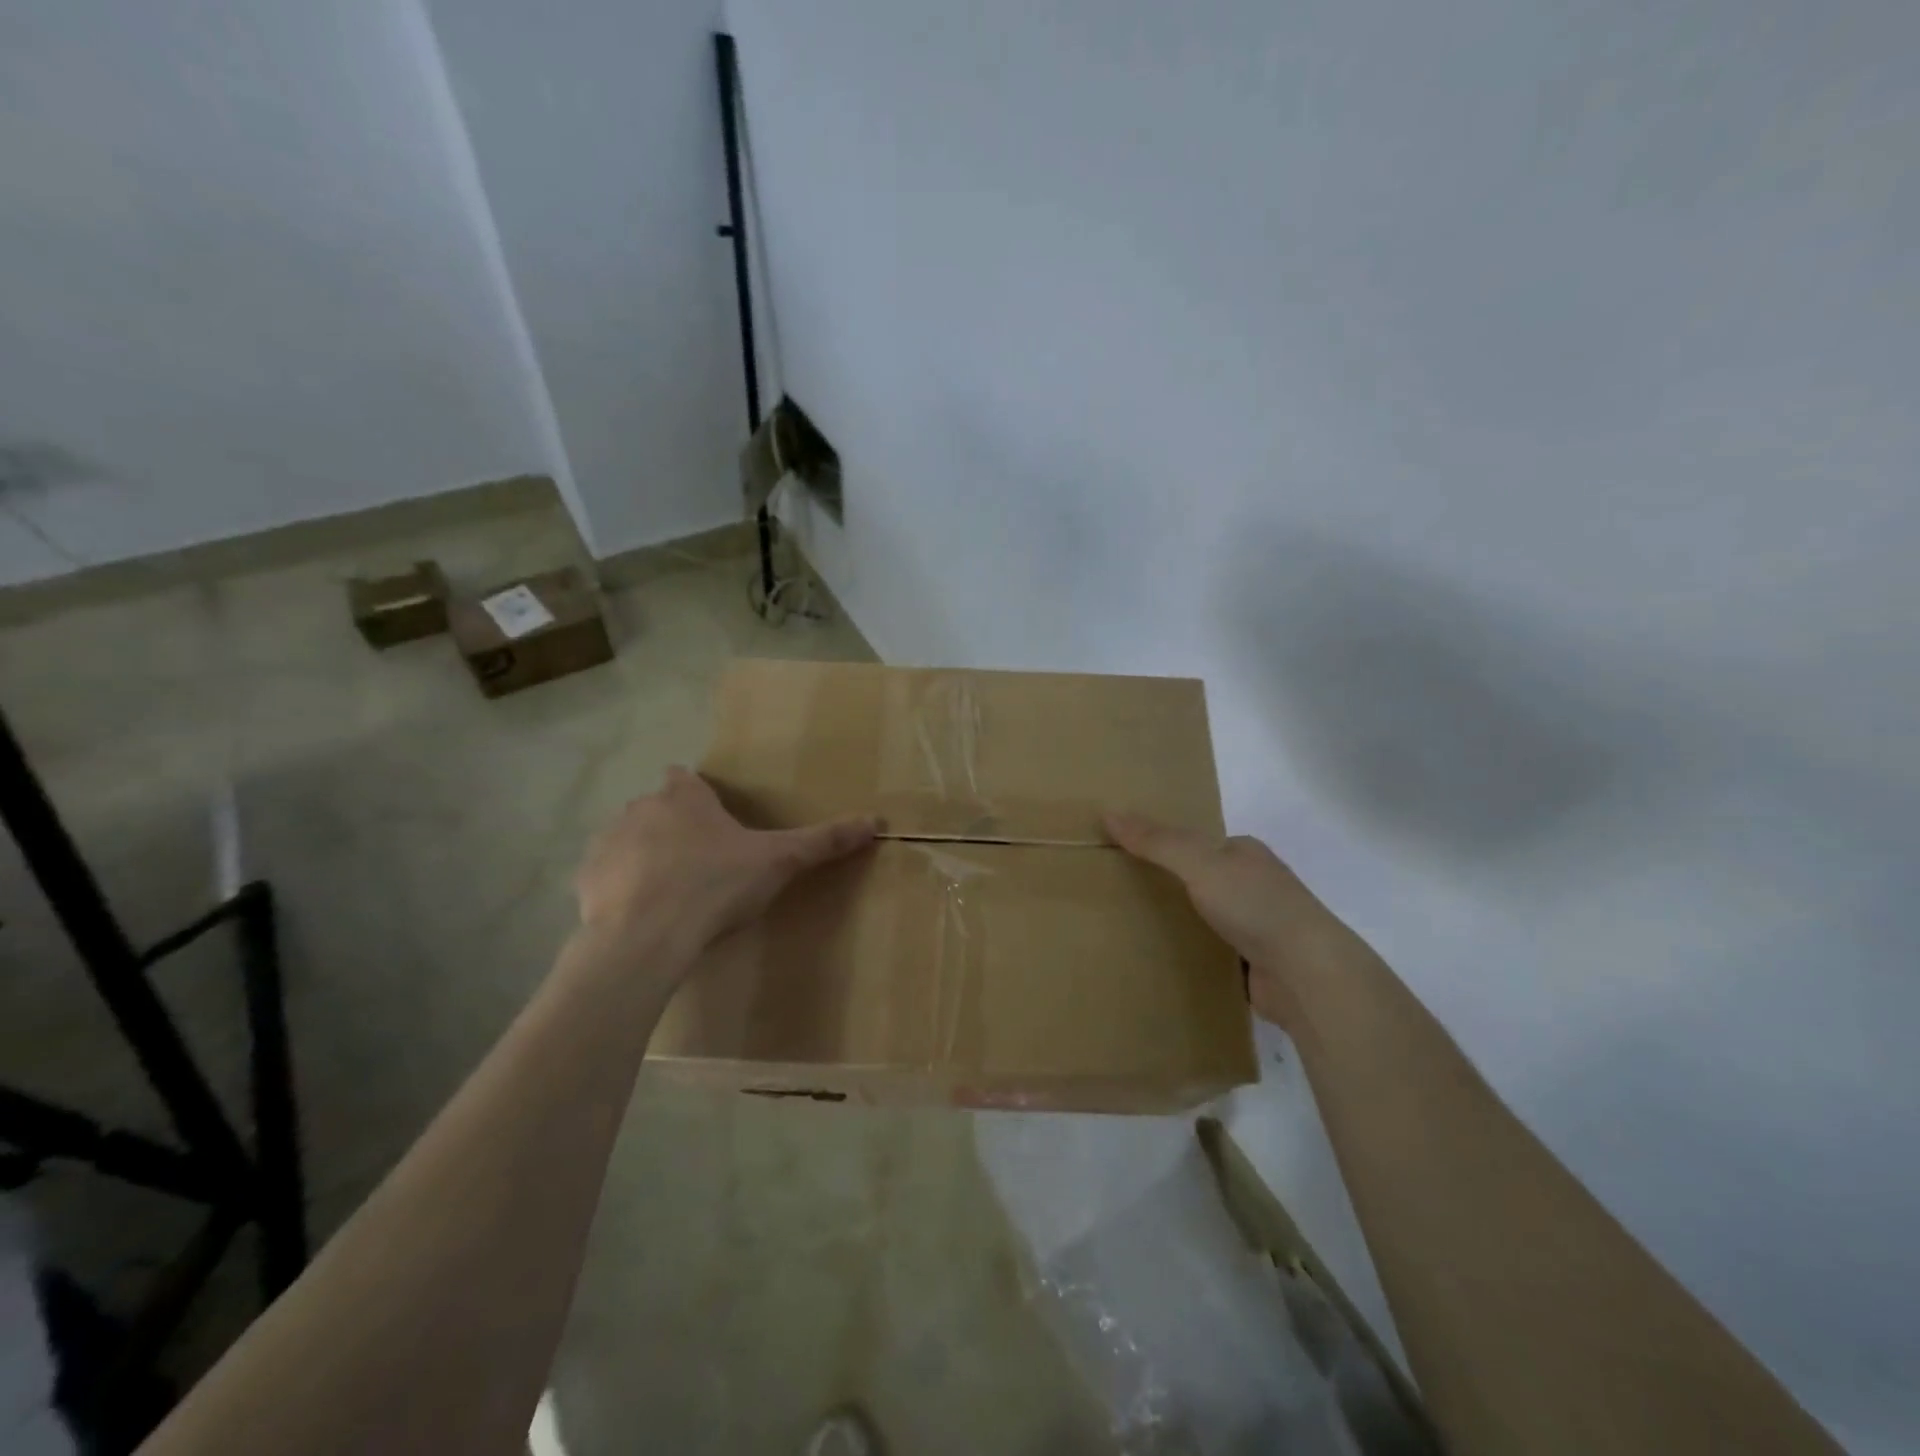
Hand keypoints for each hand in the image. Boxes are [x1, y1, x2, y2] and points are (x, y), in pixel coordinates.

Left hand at [576, 767, 875, 967]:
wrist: (646, 938)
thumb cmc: (714, 886)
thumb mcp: (778, 862)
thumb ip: (823, 841)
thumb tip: (876, 821)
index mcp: (683, 797)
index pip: (685, 778)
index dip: (698, 795)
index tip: (714, 821)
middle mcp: (640, 808)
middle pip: (657, 809)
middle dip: (674, 828)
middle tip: (703, 864)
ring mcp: (606, 843)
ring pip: (628, 841)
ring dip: (644, 857)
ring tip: (672, 894)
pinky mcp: (584, 880)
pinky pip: (605, 876)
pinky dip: (620, 889)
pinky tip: (640, 916)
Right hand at [1104, 812, 1374, 1028]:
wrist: (1308, 975)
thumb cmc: (1256, 906)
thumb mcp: (1199, 863)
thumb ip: (1157, 841)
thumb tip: (1109, 812)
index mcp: (1244, 853)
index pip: (1195, 842)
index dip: (1160, 844)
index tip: (1122, 855)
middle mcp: (1253, 885)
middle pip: (1198, 878)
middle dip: (1166, 885)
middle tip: (1117, 892)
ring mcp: (1257, 926)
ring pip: (1203, 917)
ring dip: (1177, 922)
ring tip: (1127, 927)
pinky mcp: (1254, 964)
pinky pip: (1210, 951)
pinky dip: (1189, 954)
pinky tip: (1160, 959)